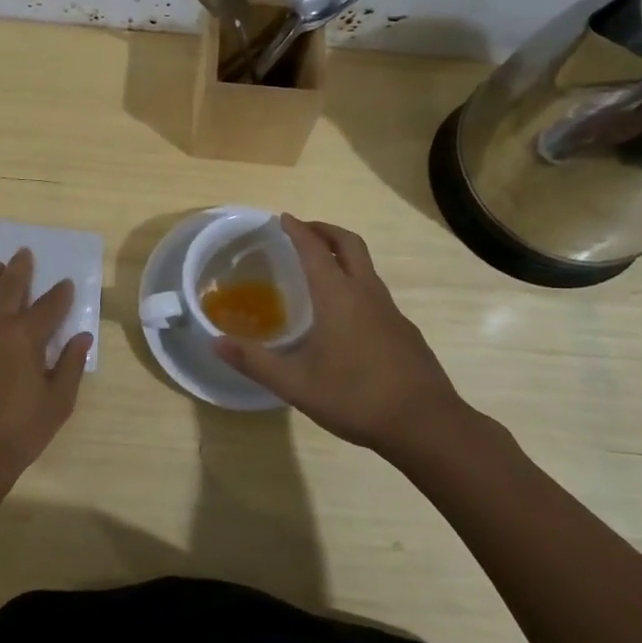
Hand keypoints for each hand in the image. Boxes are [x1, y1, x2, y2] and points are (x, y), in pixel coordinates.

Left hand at [0, 248, 91, 488]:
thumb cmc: (20, 430)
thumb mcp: (58, 402)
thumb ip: (71, 365)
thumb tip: (82, 337)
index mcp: (25, 337)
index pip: (49, 306)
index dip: (61, 294)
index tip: (66, 284)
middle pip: (9, 287)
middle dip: (20, 269)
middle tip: (24, 254)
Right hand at [212, 215, 466, 456]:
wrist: (426, 424)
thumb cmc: (356, 397)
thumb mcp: (296, 384)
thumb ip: (255, 361)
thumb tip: (215, 343)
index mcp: (338, 296)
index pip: (314, 249)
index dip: (297, 230)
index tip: (283, 218)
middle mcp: (366, 293)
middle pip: (349, 244)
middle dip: (325, 230)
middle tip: (304, 231)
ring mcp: (391, 311)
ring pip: (366, 268)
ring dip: (343, 256)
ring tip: (321, 270)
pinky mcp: (405, 331)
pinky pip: (376, 293)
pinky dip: (357, 284)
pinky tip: (347, 317)